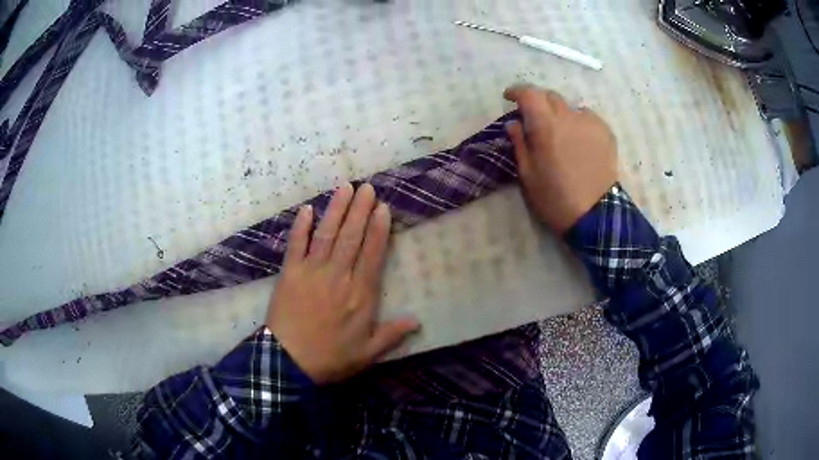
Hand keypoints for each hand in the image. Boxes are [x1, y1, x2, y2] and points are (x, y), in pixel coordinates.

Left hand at [266, 183, 419, 383]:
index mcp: (360, 294)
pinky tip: (307, 209)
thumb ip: (391, 335)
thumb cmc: (331, 358)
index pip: (372, 254)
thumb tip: (417, 321)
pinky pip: (296, 244)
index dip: (378, 229)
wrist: (288, 362)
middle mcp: (338, 276)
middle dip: (360, 210)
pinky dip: (301, 226)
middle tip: (367, 187)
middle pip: (351, 237)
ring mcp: (312, 271)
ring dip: (336, 210)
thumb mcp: (367, 353)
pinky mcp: (290, 273)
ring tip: (345, 188)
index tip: (383, 207)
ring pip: (327, 234)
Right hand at [503, 84, 617, 234]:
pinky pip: (587, 117)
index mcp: (545, 125)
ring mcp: (590, 122)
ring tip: (560, 132)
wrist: (595, 214)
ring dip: (560, 114)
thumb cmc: (555, 197)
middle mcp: (568, 116)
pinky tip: (578, 140)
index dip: (517, 91)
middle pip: (550, 96)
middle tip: (534, 119)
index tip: (510, 98)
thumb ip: (519, 143)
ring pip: (569, 107)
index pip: (528, 93)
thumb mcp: (528, 174)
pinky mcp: (605, 132)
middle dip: (538, 102)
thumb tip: (513, 123)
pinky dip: (578, 122)